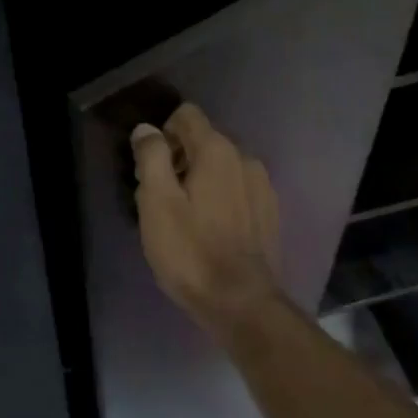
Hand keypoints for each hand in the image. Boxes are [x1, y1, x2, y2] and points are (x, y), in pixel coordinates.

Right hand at [130, 103, 283, 323]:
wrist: (242, 303)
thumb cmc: (191, 252)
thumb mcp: (157, 203)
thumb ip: (151, 157)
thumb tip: (148, 130)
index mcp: (217, 150)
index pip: (187, 114)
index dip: (163, 133)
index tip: (152, 168)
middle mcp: (245, 158)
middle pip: (204, 140)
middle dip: (179, 158)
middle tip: (161, 198)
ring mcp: (262, 185)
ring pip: (222, 166)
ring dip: (200, 179)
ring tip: (186, 217)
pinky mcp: (269, 211)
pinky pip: (238, 188)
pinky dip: (221, 197)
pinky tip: (211, 229)